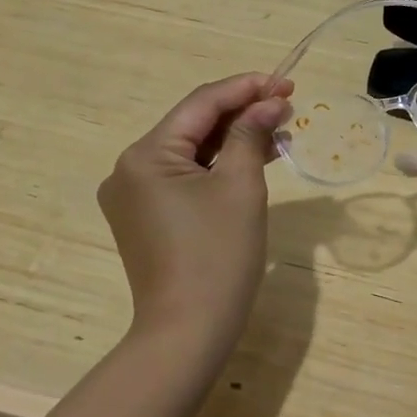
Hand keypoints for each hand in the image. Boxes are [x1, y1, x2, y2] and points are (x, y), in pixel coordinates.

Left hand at [97, 73, 292, 363]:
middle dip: (241, 112)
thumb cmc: (217, 256)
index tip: (285, 82)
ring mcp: (134, 194)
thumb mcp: (241, 187)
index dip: (245, 87)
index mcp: (145, 154)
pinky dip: (217, 165)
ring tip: (278, 128)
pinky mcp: (146, 216)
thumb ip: (251, 134)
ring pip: (191, 150)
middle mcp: (130, 168)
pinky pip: (184, 176)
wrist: (187, 335)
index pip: (200, 104)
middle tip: (286, 104)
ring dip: (233, 138)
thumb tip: (269, 102)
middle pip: (193, 124)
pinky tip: (253, 157)